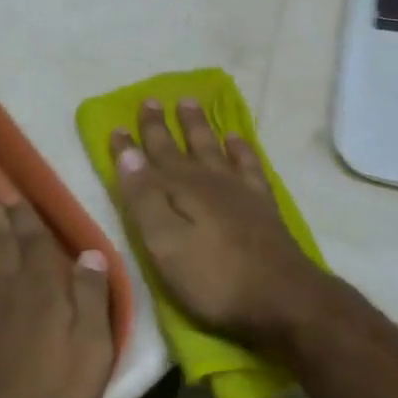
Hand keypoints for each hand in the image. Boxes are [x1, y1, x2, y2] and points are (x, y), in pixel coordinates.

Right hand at [110, 99, 327, 349]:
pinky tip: (236, 138)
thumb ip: (144, 199)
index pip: (147, 161)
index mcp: (179, 190)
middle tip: (151, 100)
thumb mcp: (164, 245)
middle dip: (161, 125)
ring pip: (212, 146)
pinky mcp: (261, 203)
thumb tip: (129, 154)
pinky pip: (248, 164)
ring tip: (189, 102)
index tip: (116, 126)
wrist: (282, 296)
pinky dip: (240, 148)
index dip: (129, 146)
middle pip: (179, 147)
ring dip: (198, 125)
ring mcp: (238, 189)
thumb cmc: (213, 277)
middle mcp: (207, 180)